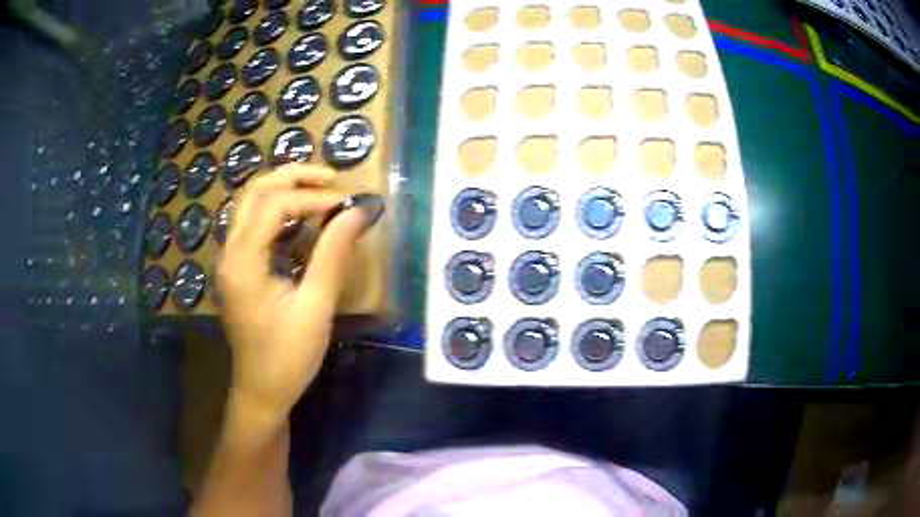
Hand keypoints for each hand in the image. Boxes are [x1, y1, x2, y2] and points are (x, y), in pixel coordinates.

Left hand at [217, 164, 371, 422]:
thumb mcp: (315, 307)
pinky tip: (301, 220)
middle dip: (292, 177)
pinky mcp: (237, 269)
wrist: (261, 392)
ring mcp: (229, 260)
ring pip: (249, 204)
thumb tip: (359, 211)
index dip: (312, 196)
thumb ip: (334, 254)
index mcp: (242, 262)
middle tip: (330, 178)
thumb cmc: (288, 357)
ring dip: (282, 189)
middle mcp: (229, 252)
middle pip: (254, 192)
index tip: (346, 204)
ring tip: (319, 190)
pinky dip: (277, 211)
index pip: (273, 204)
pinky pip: (252, 224)